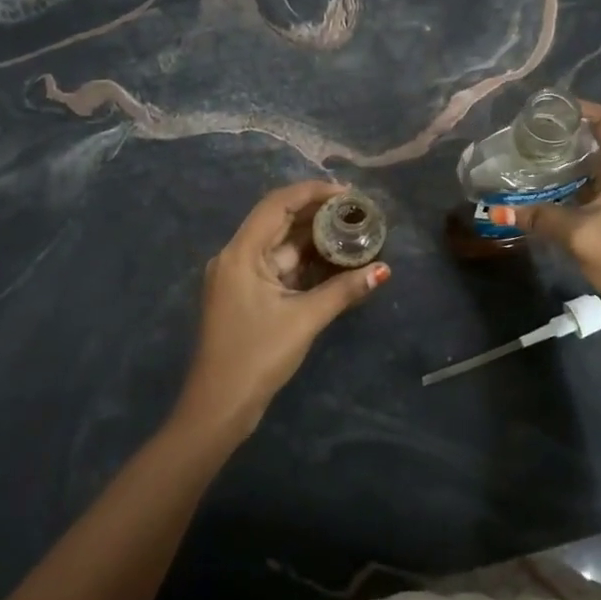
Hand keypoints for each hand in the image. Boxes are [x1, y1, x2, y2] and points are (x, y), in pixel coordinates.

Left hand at [176, 181, 389, 439]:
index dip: (312, 192)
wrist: (217, 408)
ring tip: (352, 230)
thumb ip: (343, 291)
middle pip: (278, 221)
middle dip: (317, 213)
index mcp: (241, 253)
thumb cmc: (256, 357)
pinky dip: (304, 262)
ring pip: (280, 245)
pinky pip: (278, 267)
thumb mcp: (304, 320)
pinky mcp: (246, 295)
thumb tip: (383, 270)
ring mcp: (239, 277)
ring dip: (313, 238)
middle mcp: (236, 257)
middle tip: (357, 211)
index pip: (277, 204)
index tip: (348, 193)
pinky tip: (333, 260)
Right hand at [515, 102, 600, 322]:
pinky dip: (566, 184)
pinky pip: (588, 188)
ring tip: (527, 157)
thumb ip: (540, 217)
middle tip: (525, 134)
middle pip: (596, 139)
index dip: (578, 107)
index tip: (543, 109)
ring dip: (562, 161)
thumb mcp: (579, 234)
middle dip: (563, 133)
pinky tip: (540, 190)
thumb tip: (498, 210)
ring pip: (590, 165)